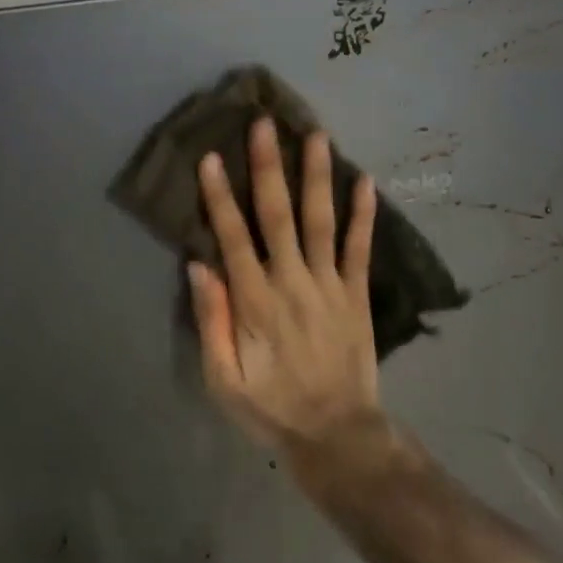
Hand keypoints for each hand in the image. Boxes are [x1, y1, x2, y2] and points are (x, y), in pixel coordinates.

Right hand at [189, 118, 381, 454]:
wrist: (338, 437)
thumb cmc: (271, 407)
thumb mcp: (223, 379)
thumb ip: (211, 321)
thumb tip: (198, 265)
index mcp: (255, 302)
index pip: (233, 237)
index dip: (220, 196)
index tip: (212, 157)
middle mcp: (292, 282)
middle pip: (278, 215)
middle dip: (268, 166)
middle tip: (264, 124)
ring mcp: (329, 286)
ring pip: (321, 221)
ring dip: (317, 176)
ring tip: (316, 135)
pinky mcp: (356, 295)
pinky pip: (360, 248)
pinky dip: (363, 214)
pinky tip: (365, 180)